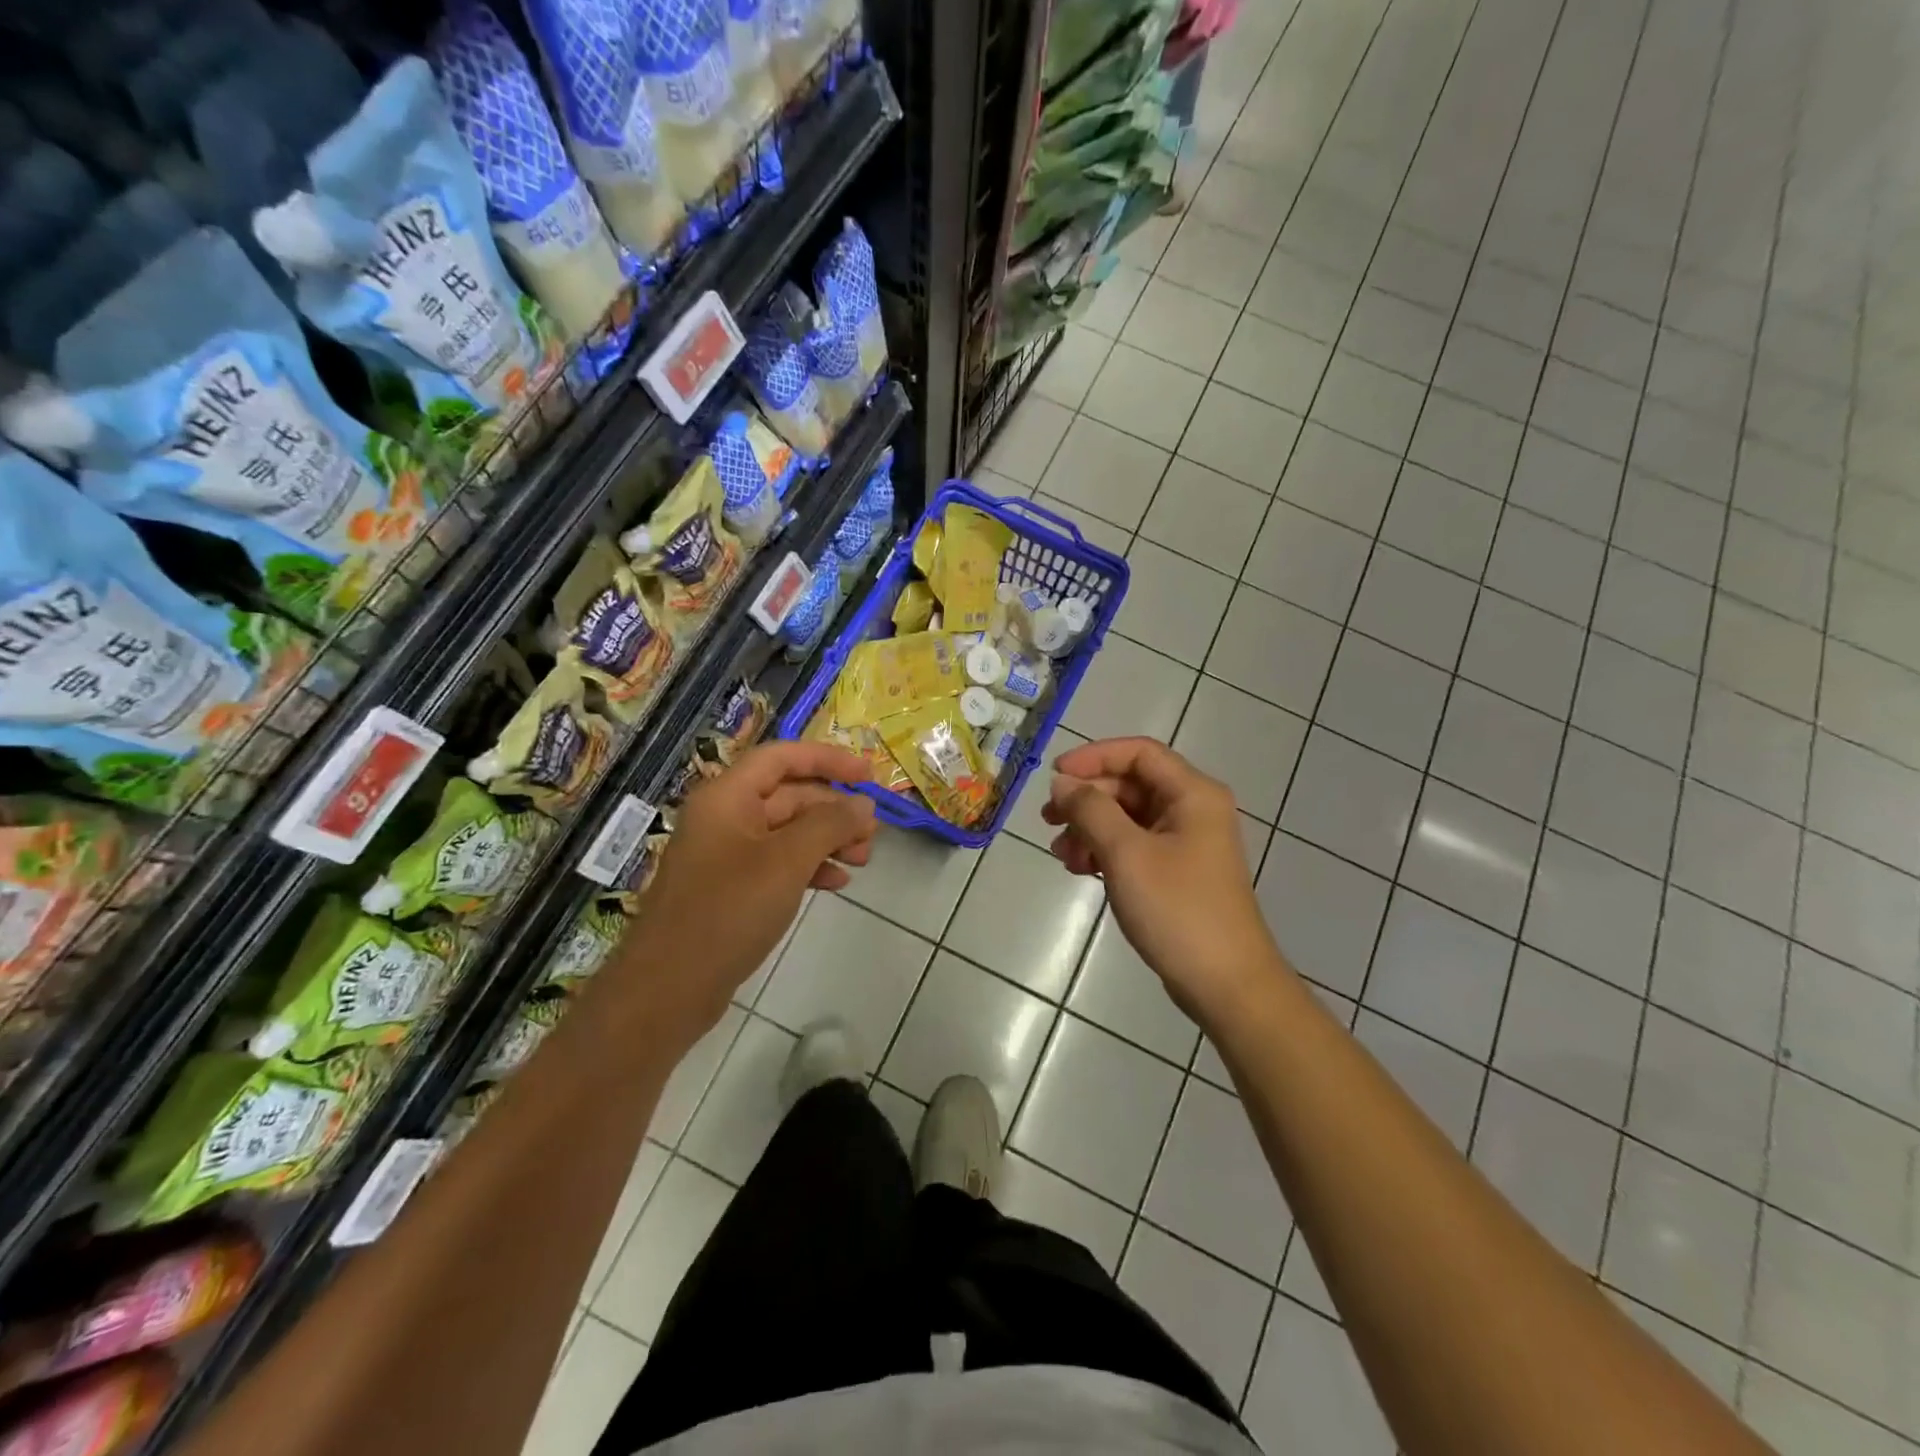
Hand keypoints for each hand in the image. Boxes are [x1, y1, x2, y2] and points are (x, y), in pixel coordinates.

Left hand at [627, 741, 876, 1035]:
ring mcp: (726, 854)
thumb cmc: (728, 912)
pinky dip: (809, 867)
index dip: (828, 759)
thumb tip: (863, 805)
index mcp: (728, 797)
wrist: (668, 988)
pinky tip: (837, 883)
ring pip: (788, 831)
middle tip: (873, 833)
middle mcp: (725, 817)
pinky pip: (778, 863)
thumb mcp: (787, 862)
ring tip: (864, 859)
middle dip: (834, 809)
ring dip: (828, 839)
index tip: (869, 776)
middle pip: (789, 795)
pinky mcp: (731, 888)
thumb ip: (829, 825)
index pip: (782, 757)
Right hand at [1043, 738, 1287, 1027]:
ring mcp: (1187, 842)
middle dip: (1087, 799)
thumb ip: (1090, 810)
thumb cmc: (1178, 910)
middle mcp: (1193, 809)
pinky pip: (1134, 845)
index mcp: (1192, 794)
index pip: (1138, 752)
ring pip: (1128, 817)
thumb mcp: (1126, 854)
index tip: (1054, 778)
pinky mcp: (1178, 872)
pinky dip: (1105, 850)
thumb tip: (1062, 783)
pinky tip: (1081, 868)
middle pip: (1131, 785)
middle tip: (1048, 822)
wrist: (1226, 984)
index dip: (1093, 757)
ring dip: (1091, 828)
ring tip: (1062, 855)